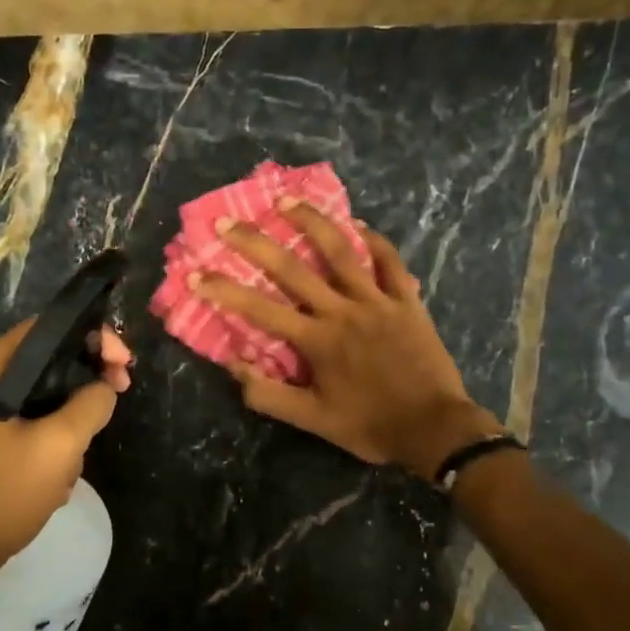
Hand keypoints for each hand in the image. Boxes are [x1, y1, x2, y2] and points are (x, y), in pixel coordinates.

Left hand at [0, 320, 132, 579]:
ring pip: (44, 390)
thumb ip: (92, 403)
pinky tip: (59, 470)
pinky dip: (54, 433)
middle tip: (117, 398)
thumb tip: (106, 386)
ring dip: (71, 415)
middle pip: (48, 357)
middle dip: (86, 379)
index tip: (124, 367)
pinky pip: (32, 415)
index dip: (95, 338)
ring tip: (80, 452)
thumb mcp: (61, 444)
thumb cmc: (4, 492)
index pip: (49, 328)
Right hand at [191, 201, 502, 478]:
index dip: (224, 291)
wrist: (434, 429)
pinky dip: (376, 242)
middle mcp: (342, 311)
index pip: (260, 310)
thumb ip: (269, 395)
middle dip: (255, 243)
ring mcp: (377, 301)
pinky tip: (360, 226)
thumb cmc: (370, 426)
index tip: (195, 275)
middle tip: (227, 222)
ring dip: (312, 223)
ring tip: (287, 201)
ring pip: (342, 252)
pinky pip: (391, 263)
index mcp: (316, 340)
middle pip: (292, 268)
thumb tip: (233, 366)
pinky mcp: (408, 301)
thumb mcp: (313, 421)